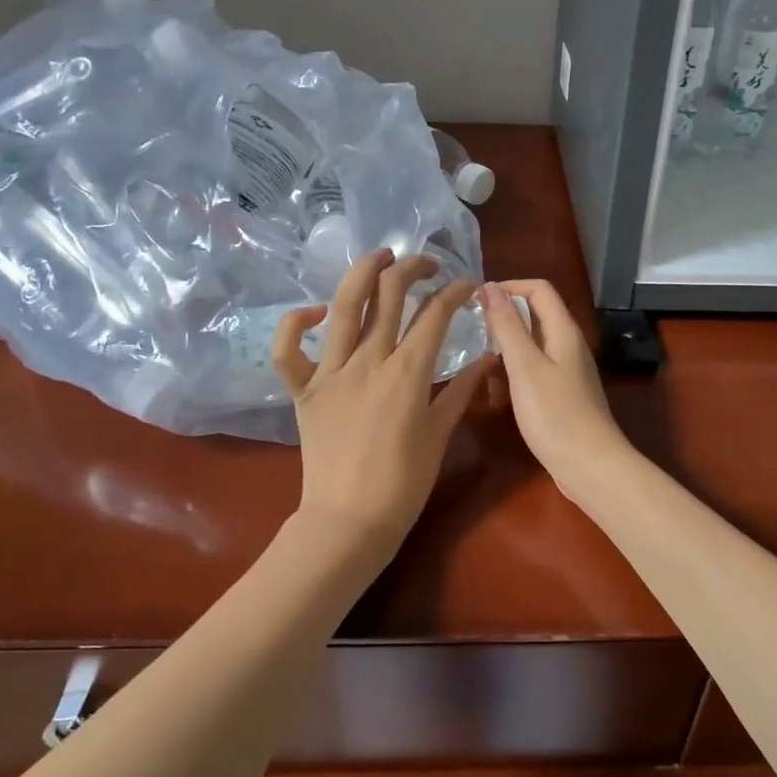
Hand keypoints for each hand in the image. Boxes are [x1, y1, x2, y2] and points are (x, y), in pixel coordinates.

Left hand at [273, 249, 488, 570]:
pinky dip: (296, 323)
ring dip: (363, 272)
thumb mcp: (440, 433)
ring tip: (380, 256)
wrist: (349, 521)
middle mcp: (369, 361)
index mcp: (408, 372)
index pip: (436, 314)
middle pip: (390, 295)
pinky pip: (288, 350)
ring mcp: (331, 372)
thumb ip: (462, 390)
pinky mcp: (303, 390)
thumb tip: (488, 358)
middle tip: (426, 265)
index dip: (455, 291)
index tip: (467, 284)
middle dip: (412, 269)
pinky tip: (317, 313)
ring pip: (345, 306)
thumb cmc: (403, 483)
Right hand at [479, 280, 628, 498]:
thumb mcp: (525, 366)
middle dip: (503, 319)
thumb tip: (490, 287)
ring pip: (532, 346)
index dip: (508, 286)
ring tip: (479, 365)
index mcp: (563, 330)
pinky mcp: (563, 394)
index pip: (538, 289)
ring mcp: (568, 371)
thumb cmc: (555, 413)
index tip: (476, 301)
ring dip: (506, 349)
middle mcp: (568, 344)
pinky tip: (497, 394)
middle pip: (535, 315)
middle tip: (471, 332)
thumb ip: (507, 325)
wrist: (589, 465)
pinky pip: (534, 371)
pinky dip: (514, 374)